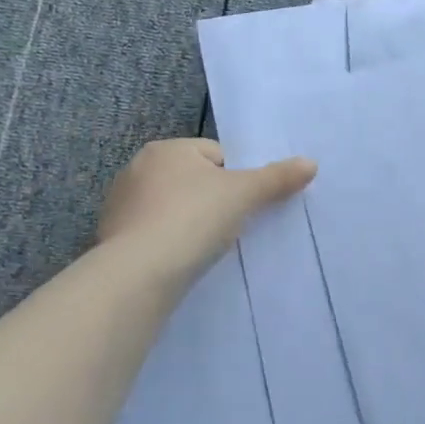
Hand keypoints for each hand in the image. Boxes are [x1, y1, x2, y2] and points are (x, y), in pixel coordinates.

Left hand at [96, 138, 314, 280]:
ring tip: (206, 247)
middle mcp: (138, 168)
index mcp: (168, 149)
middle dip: (213, 201)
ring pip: (173, 208)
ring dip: (190, 223)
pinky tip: (181, 261)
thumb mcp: (244, 194)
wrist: (138, 274)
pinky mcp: (112, 238)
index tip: (244, 205)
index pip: (217, 155)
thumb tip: (311, 163)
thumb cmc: (193, 219)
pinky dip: (169, 244)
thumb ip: (278, 177)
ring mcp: (121, 205)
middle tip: (231, 226)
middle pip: (195, 180)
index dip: (238, 179)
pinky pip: (154, 234)